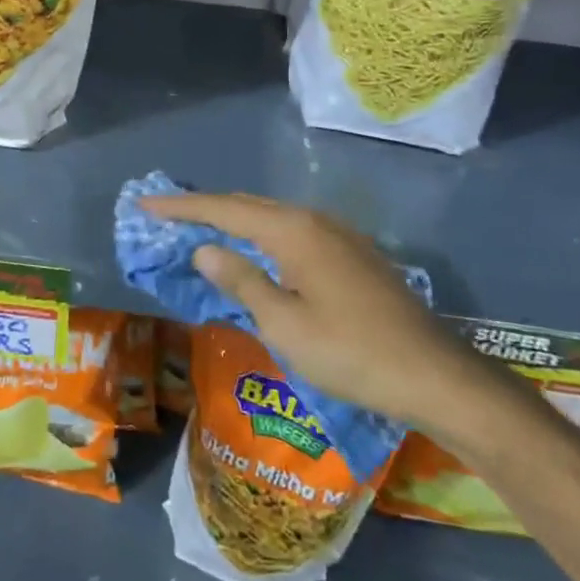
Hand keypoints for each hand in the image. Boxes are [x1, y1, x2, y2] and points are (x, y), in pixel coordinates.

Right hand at [140, 192, 487, 430]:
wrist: (434, 375)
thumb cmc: (350, 353)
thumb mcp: (284, 323)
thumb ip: (241, 280)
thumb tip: (205, 249)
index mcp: (293, 231)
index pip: (224, 209)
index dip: (181, 208)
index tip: (145, 205)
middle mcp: (314, 220)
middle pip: (248, 206)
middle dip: (205, 210)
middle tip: (167, 217)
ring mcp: (338, 235)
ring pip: (273, 218)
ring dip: (235, 223)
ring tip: (202, 232)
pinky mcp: (353, 254)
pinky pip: (293, 233)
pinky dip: (262, 237)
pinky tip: (255, 255)